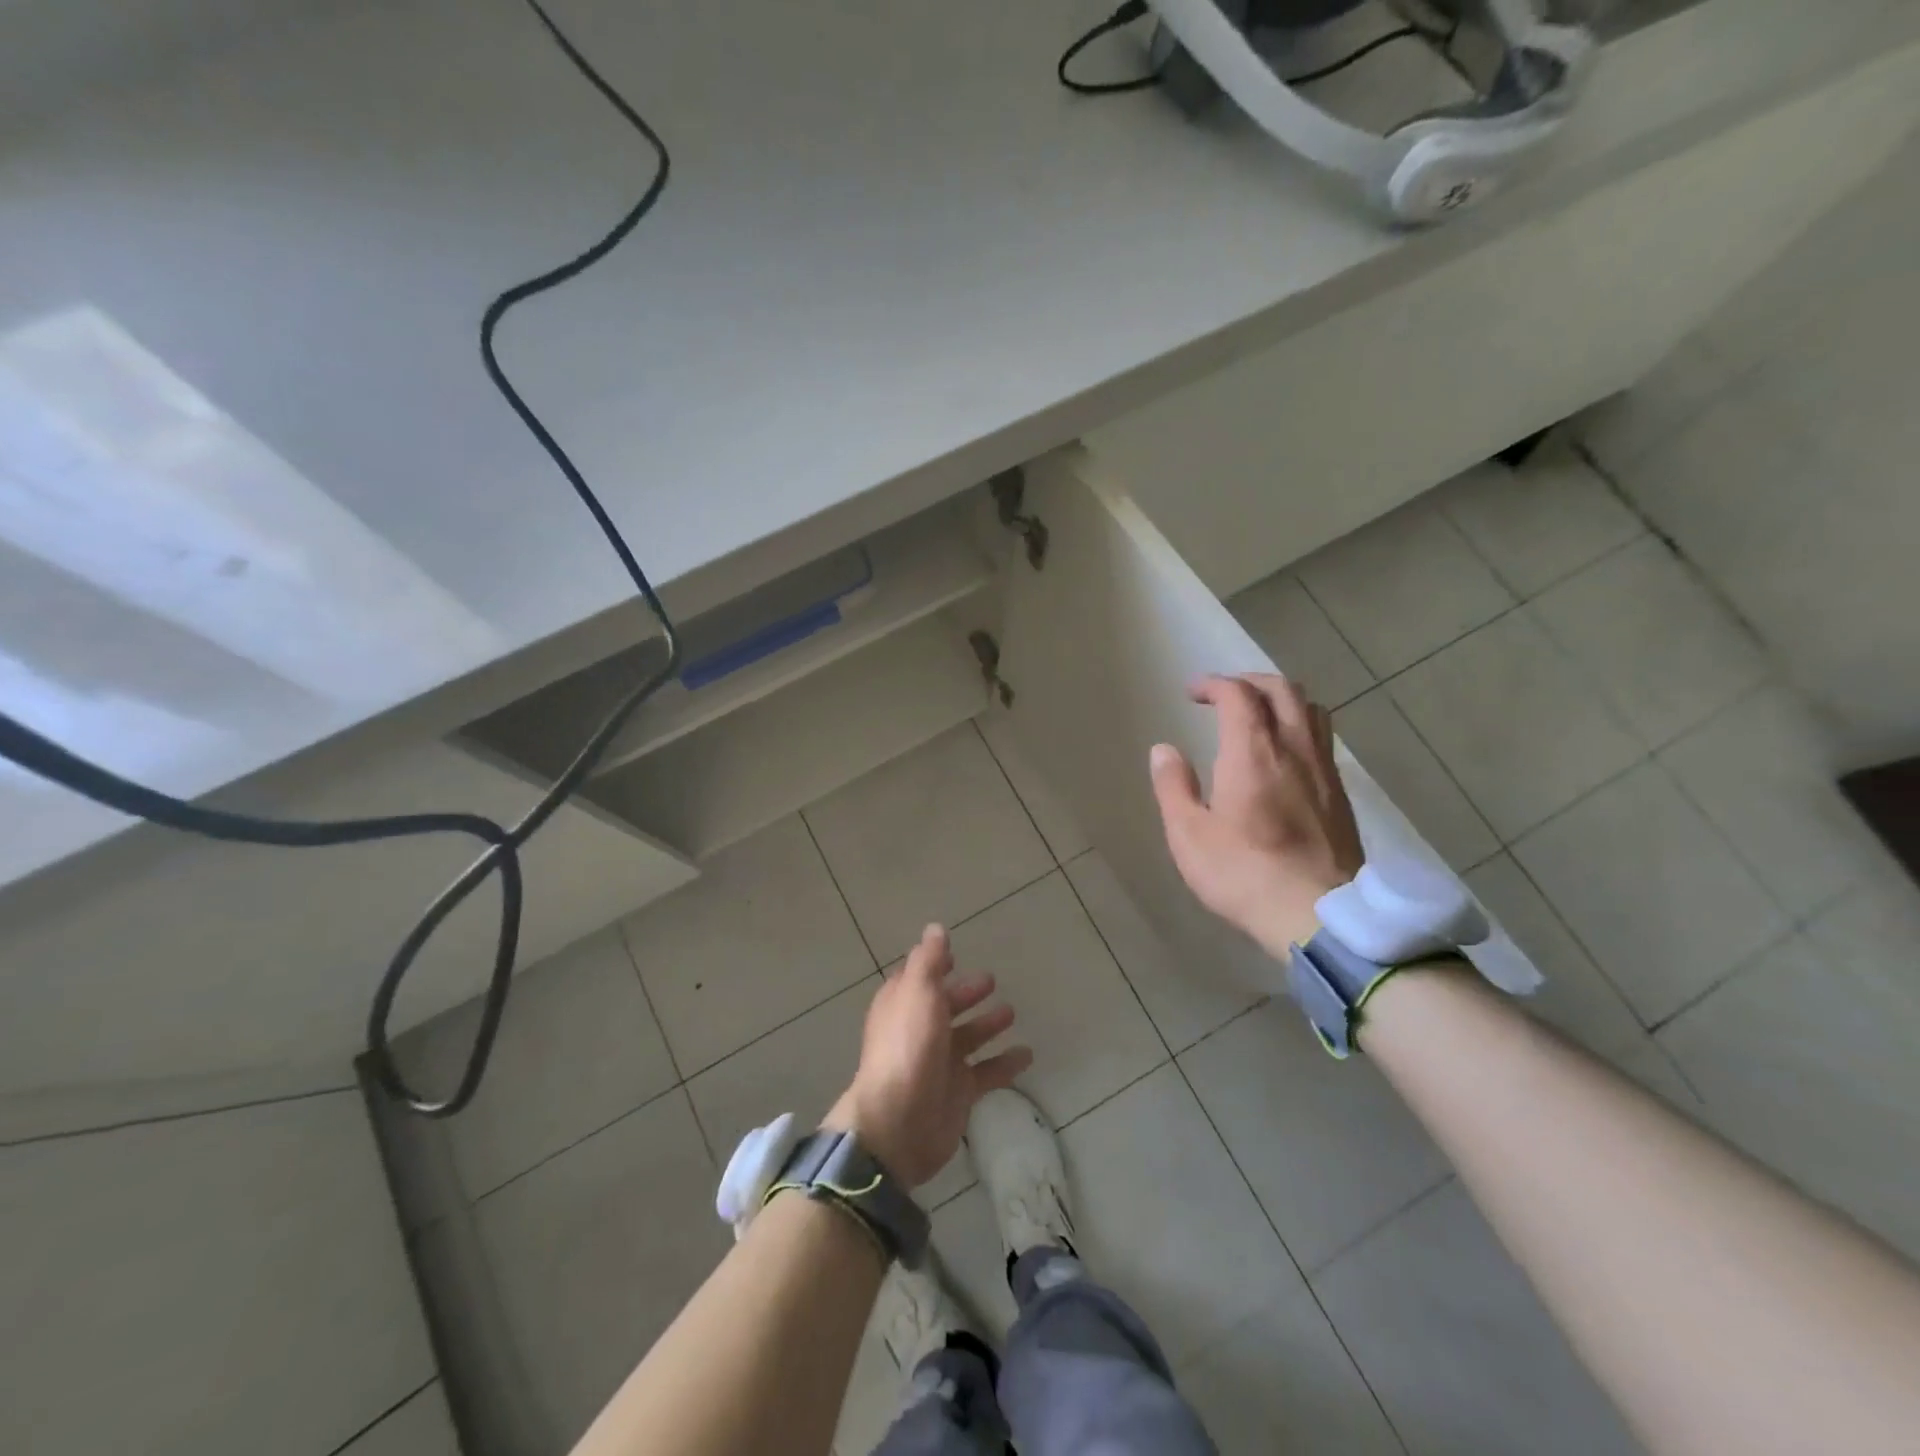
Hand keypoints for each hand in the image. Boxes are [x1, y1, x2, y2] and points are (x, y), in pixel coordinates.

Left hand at [824, 925, 1032, 1187]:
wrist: (900, 1122)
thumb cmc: (908, 1047)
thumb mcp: (918, 992)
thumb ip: (929, 960)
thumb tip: (935, 928)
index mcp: (902, 1005)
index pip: (918, 978)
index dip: (934, 966)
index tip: (954, 956)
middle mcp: (919, 1031)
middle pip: (945, 1006)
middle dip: (965, 993)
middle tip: (991, 981)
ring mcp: (939, 1063)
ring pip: (967, 1038)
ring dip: (987, 1024)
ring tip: (1011, 1013)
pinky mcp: (958, 1093)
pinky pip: (986, 1073)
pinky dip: (1005, 1063)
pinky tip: (1026, 1055)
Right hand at [1149, 673, 1364, 957]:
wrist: (1318, 915)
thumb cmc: (1242, 873)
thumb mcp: (1189, 835)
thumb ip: (1173, 786)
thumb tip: (1164, 750)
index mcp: (1252, 752)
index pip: (1238, 694)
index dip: (1214, 684)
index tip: (1192, 692)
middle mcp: (1294, 749)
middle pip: (1282, 690)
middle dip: (1249, 682)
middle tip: (1224, 694)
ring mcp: (1324, 770)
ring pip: (1311, 710)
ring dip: (1282, 699)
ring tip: (1259, 715)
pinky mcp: (1341, 795)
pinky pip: (1323, 739)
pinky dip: (1300, 726)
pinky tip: (1286, 754)